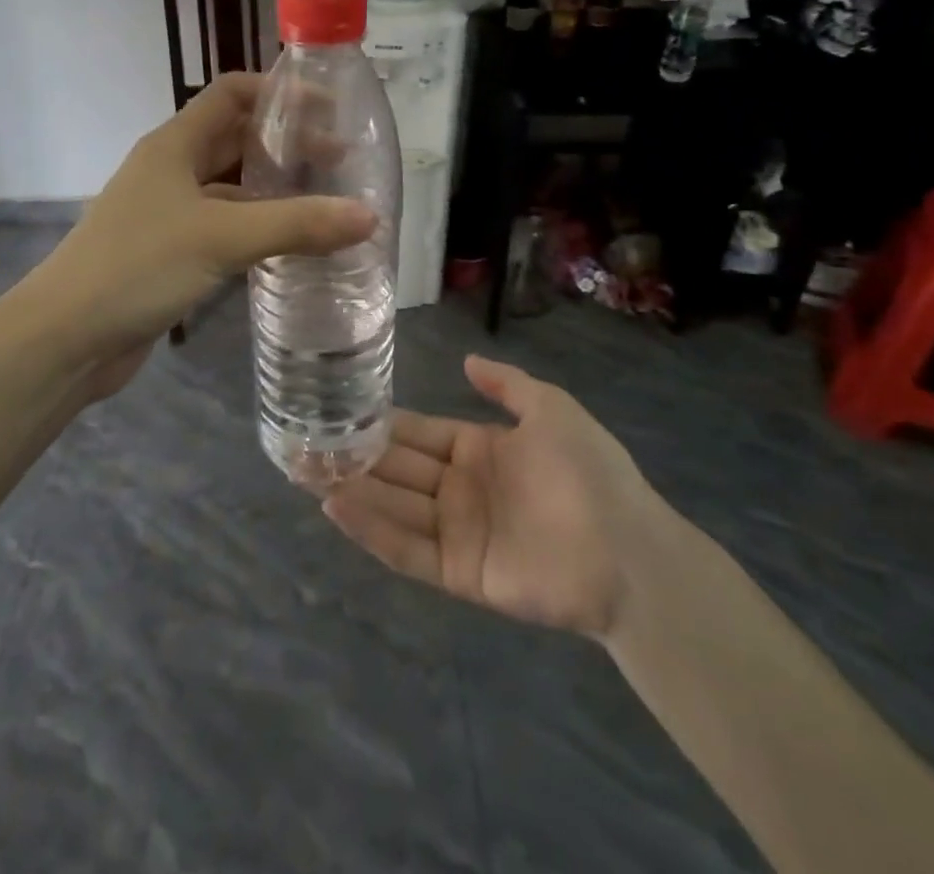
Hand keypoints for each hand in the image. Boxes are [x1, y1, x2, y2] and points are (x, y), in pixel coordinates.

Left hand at [29, 73, 376, 363]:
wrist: (65, 338)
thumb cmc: (138, 267)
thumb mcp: (221, 238)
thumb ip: (296, 225)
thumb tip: (370, 216)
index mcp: (174, 144)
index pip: (232, 93)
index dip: (278, 93)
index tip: (329, 110)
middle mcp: (171, 169)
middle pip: (235, 138)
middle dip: (286, 144)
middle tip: (341, 163)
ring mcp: (168, 212)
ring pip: (231, 186)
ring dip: (274, 188)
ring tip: (327, 202)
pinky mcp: (170, 251)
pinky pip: (224, 226)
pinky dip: (257, 227)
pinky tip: (290, 245)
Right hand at [322, 356, 661, 640]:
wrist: (629, 551)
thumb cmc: (590, 472)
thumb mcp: (552, 409)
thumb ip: (507, 385)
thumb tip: (467, 360)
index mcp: (478, 450)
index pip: (418, 433)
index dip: (381, 424)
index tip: (339, 411)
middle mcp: (460, 489)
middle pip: (396, 469)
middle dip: (353, 457)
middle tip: (303, 443)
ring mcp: (457, 532)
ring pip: (393, 507)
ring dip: (352, 490)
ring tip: (305, 472)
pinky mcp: (458, 572)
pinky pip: (407, 550)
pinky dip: (372, 530)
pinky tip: (337, 507)